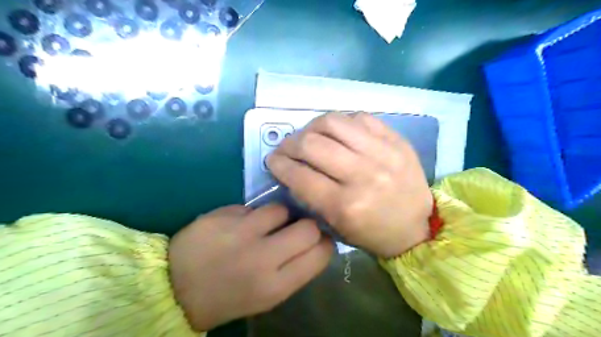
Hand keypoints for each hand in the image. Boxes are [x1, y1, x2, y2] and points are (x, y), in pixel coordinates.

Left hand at [168, 204, 332, 329]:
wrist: (175, 289)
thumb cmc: (228, 296)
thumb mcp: (267, 295)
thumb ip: (294, 269)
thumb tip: (316, 240)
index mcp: (275, 285)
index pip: (320, 253)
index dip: (325, 242)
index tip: (319, 239)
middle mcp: (262, 258)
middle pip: (308, 227)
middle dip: (308, 225)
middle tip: (296, 228)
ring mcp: (240, 233)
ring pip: (281, 209)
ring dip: (279, 216)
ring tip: (265, 225)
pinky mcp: (222, 216)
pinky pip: (252, 207)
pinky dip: (251, 215)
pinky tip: (239, 225)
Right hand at [268, 112, 431, 256]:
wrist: (417, 227)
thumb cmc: (373, 233)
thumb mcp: (336, 226)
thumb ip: (310, 197)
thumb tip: (292, 168)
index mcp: (346, 205)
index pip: (300, 176)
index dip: (279, 165)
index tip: (273, 160)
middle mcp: (363, 175)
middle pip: (312, 144)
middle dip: (290, 144)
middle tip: (287, 148)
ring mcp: (382, 153)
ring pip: (333, 122)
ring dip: (311, 127)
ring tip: (308, 136)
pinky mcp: (396, 140)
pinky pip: (359, 117)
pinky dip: (341, 123)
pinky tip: (337, 133)